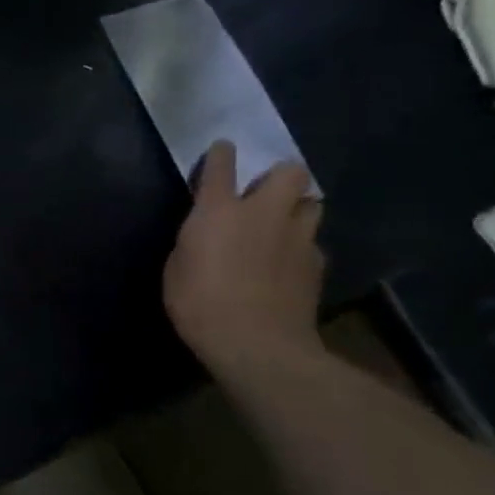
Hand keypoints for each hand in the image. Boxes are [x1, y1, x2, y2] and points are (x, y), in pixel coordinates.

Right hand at [163, 141, 325, 373]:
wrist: (256, 344)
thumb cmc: (199, 303)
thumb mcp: (177, 267)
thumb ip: (195, 240)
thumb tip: (207, 233)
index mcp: (219, 210)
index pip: (221, 165)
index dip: (221, 154)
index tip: (222, 149)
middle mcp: (263, 213)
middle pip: (290, 172)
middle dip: (280, 176)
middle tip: (265, 193)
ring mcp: (297, 238)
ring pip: (311, 204)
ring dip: (297, 209)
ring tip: (282, 226)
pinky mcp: (317, 265)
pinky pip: (312, 244)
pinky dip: (300, 248)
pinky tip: (287, 265)